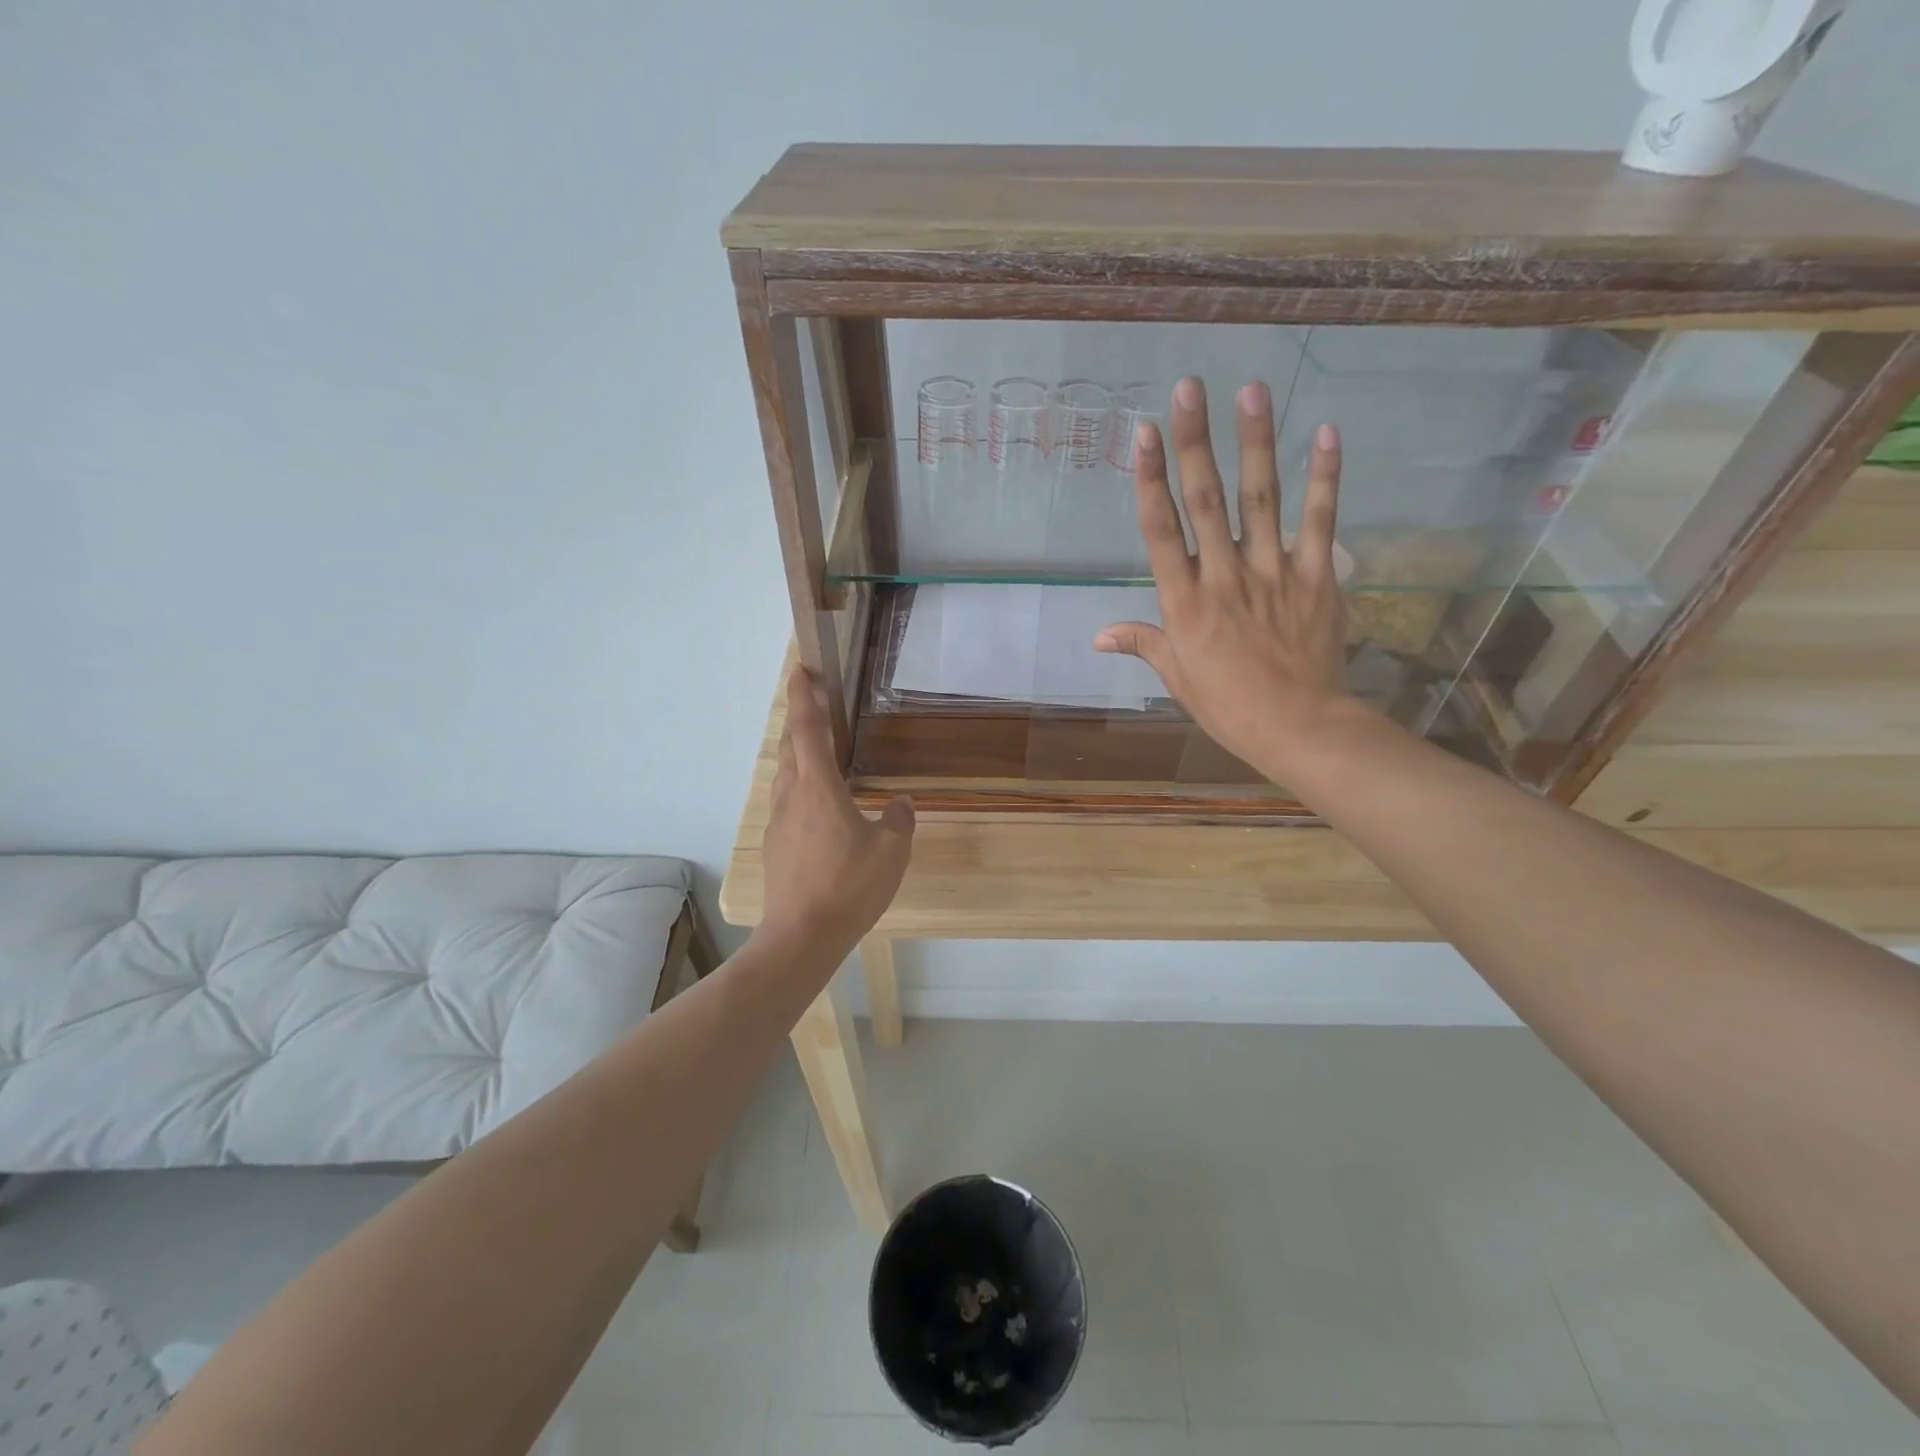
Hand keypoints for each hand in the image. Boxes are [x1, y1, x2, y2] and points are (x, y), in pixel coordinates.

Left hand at [756, 667, 914, 962]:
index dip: (804, 697)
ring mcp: (779, 821)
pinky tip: (819, 804)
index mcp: (818, 787)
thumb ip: (899, 820)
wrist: (801, 935)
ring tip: (820, 752)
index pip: (807, 730)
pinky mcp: (776, 845)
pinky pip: (787, 801)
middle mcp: (792, 796)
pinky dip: (800, 785)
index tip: (801, 670)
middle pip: (790, 746)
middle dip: (800, 719)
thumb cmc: (848, 886)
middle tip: (816, 704)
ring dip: (798, 754)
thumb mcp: (891, 851)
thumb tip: (902, 803)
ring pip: (785, 774)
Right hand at [1095, 378, 1358, 785]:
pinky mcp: (1316, 576)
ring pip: (1260, 498)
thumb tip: (1097, 636)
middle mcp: (1223, 576)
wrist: (1298, 726)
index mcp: (1184, 602)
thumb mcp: (1177, 677)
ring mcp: (1272, 572)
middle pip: (1205, 500)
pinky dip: (1324, 476)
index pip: (1160, 530)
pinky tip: (1324, 432)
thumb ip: (1142, 643)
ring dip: (1254, 442)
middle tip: (1189, 387)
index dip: (1150, 478)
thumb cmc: (1228, 705)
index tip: (1144, 433)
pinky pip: (1320, 520)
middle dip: (1194, 441)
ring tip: (1250, 389)